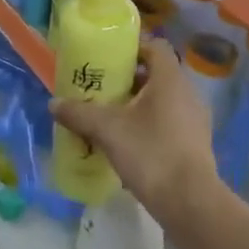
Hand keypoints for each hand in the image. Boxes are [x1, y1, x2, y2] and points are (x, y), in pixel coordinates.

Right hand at [50, 40, 217, 211]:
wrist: (189, 201)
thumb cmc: (150, 153)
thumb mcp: (107, 130)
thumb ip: (79, 113)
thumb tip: (53, 103)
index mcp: (170, 79)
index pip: (154, 47)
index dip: (131, 47)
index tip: (107, 59)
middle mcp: (187, 93)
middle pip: (156, 74)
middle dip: (127, 80)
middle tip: (100, 89)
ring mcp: (195, 119)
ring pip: (162, 101)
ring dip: (136, 105)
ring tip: (109, 117)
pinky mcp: (195, 143)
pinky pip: (168, 122)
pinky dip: (148, 125)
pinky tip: (127, 143)